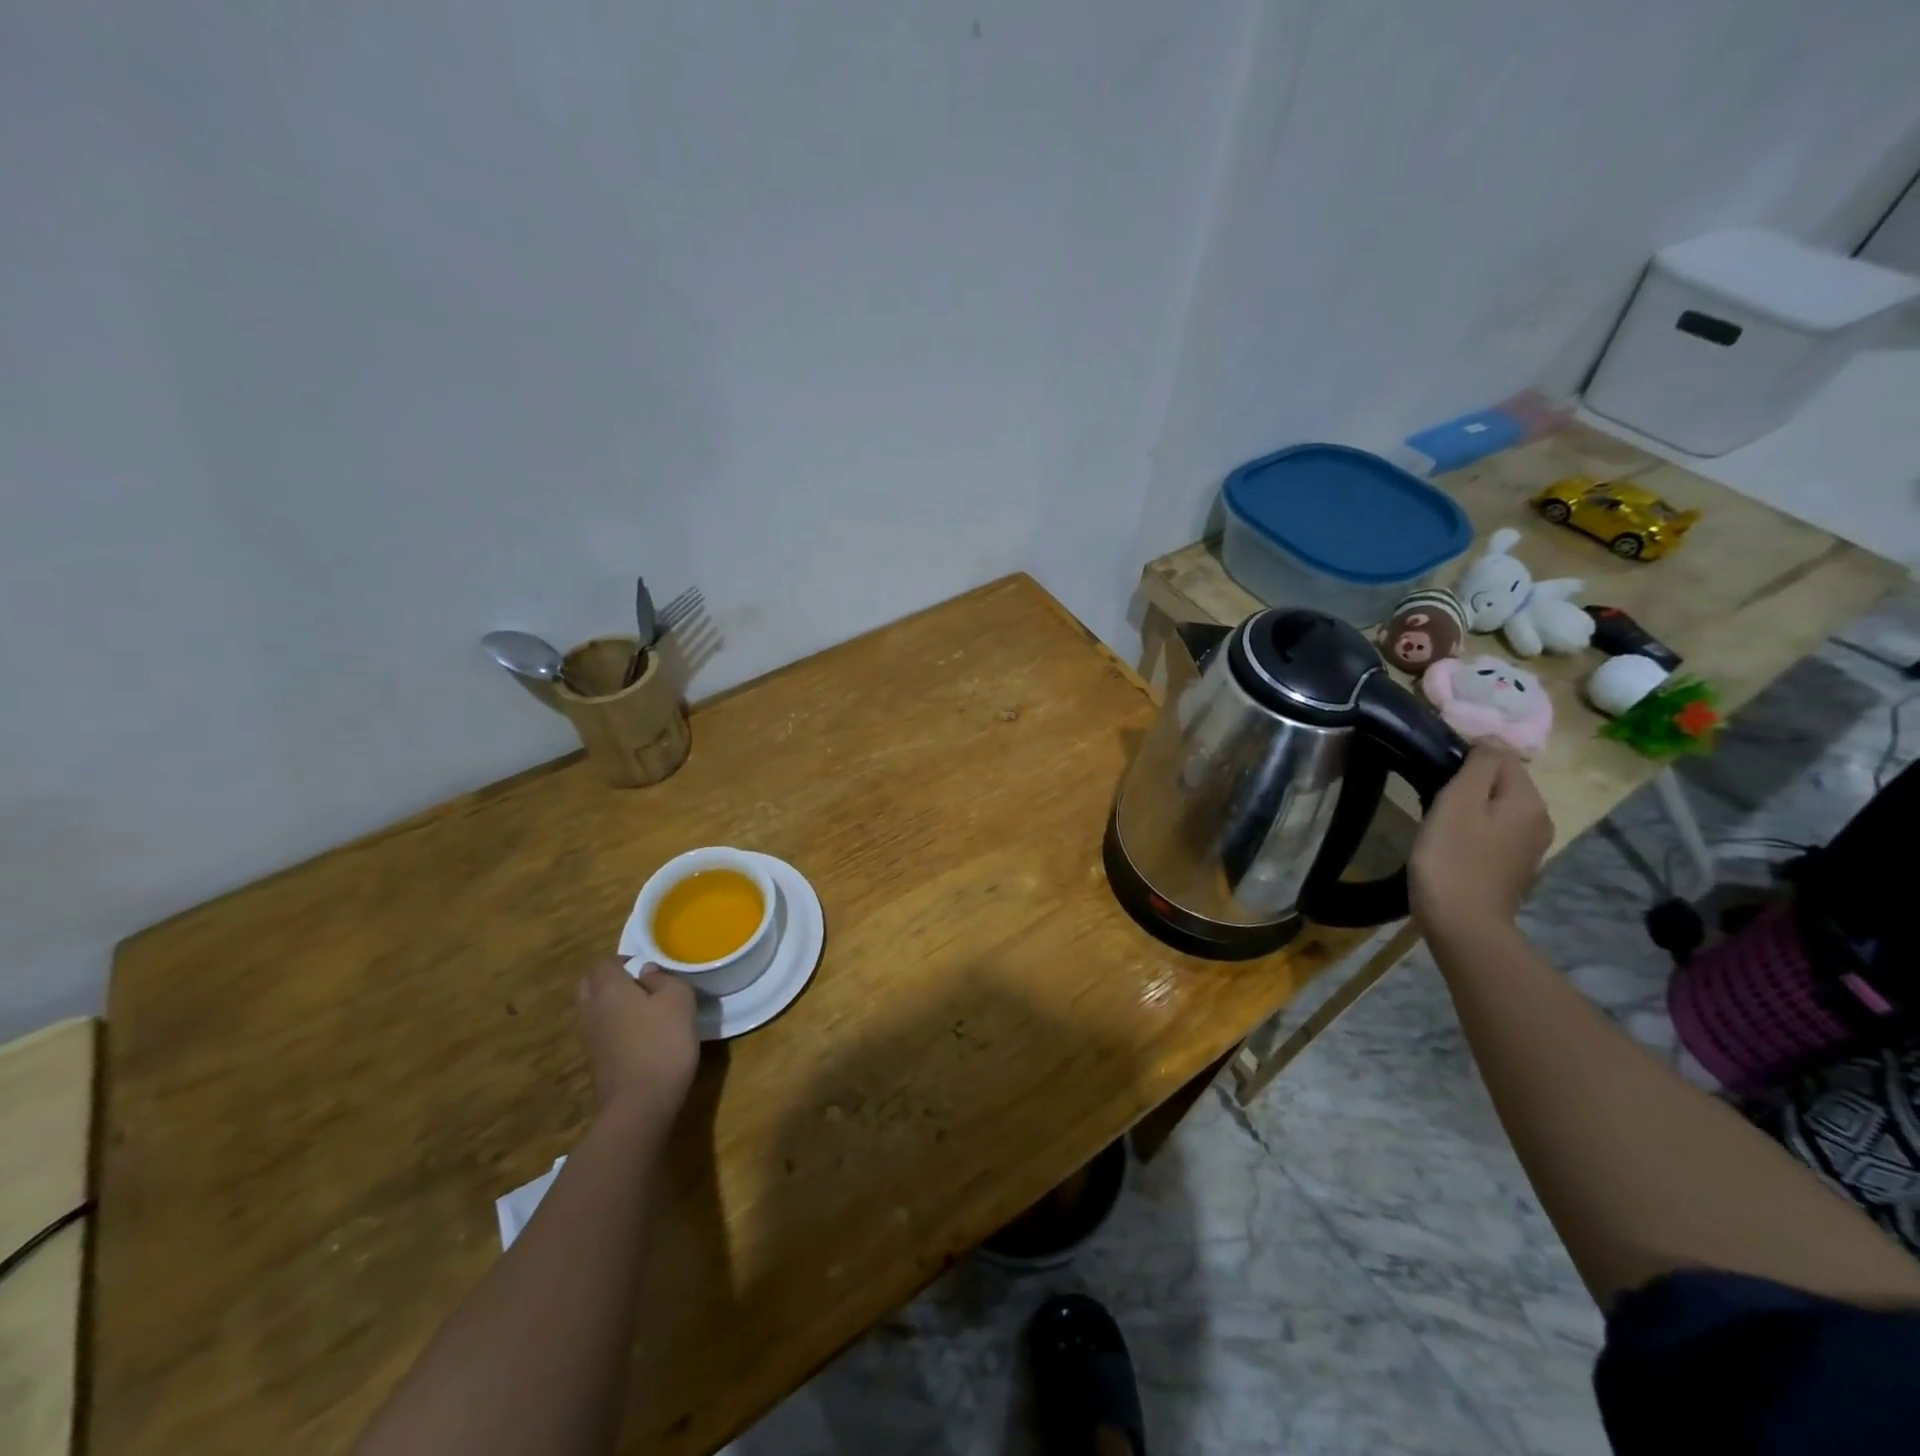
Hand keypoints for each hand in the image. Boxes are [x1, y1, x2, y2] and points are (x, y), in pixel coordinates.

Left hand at [575, 957, 698, 1130]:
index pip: (604, 963)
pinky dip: (611, 1026)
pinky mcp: (593, 1061)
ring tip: (641, 1009)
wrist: (639, 1105)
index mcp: (608, 989)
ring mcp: (588, 1038)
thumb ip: (664, 979)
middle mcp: (590, 1010)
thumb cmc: (662, 1043)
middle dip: (609, 979)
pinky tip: (637, 1034)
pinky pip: (598, 1031)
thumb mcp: (679, 1001)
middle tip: (640, 983)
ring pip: (591, 1009)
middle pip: (590, 984)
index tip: (647, 966)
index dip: (624, 960)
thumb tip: (647, 973)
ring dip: (609, 1004)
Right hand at [1410, 745, 1553, 937]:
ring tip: (1437, 820)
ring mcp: (1529, 848)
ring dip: (1469, 808)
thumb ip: (1477, 765)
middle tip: (1431, 797)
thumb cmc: (1452, 858)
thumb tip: (1488, 742)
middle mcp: (1539, 820)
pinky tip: (1451, 844)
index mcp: (1528, 800)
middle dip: (1468, 784)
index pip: (1500, 756)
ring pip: (1496, 808)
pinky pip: (1493, 833)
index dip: (1465, 758)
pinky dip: (1473, 831)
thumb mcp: (1458, 801)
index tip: (1434, 773)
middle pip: (1501, 782)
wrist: (1463, 924)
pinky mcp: (1513, 868)